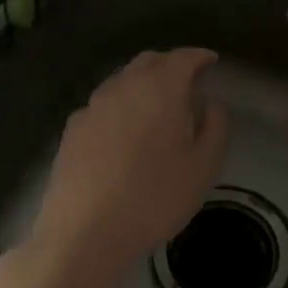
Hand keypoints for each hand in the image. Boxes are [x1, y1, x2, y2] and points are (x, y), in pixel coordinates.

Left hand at [15, 48, 228, 287]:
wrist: (84, 231)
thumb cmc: (155, 197)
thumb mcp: (203, 166)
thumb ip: (215, 126)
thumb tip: (211, 101)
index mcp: (160, 88)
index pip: (183, 57)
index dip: (200, 56)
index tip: (212, 61)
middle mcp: (123, 86)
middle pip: (149, 61)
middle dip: (170, 64)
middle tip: (187, 81)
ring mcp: (93, 105)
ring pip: (122, 80)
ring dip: (142, 83)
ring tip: (157, 106)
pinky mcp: (72, 128)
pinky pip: (103, 104)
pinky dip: (120, 105)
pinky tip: (124, 130)